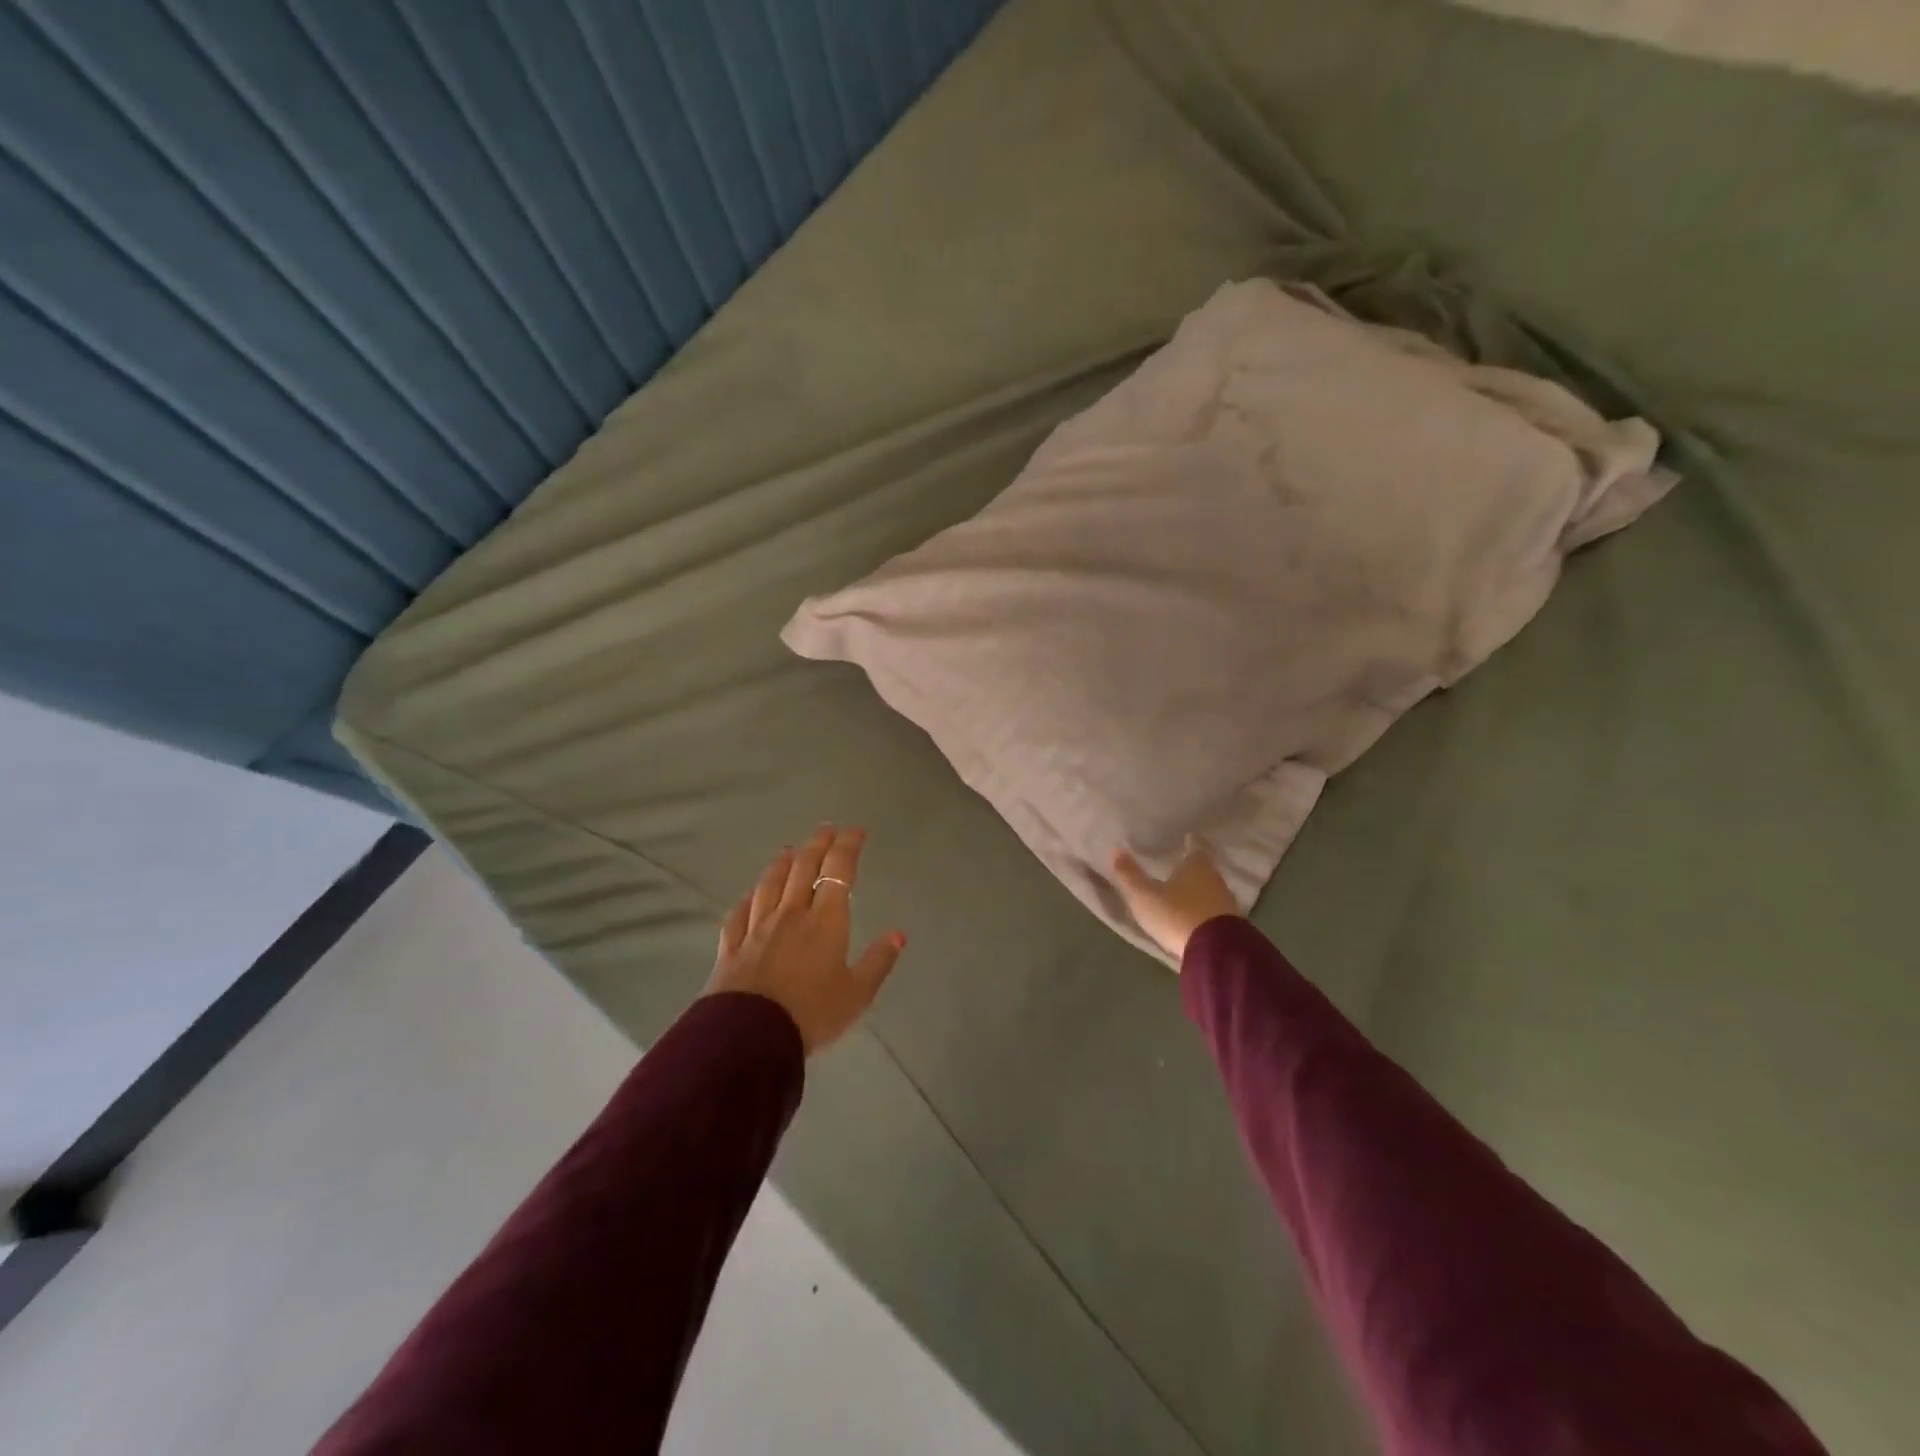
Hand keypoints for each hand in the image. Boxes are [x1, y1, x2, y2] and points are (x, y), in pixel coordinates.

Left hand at [705, 825, 905, 1054]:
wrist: (750, 1037)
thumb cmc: (812, 1014)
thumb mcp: (857, 995)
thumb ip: (878, 962)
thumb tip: (898, 934)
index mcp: (825, 921)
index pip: (838, 871)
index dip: (848, 847)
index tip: (856, 831)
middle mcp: (791, 914)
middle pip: (803, 868)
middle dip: (818, 844)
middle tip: (826, 829)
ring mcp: (757, 928)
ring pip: (770, 883)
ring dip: (782, 863)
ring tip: (790, 850)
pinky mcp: (732, 946)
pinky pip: (739, 912)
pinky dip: (748, 897)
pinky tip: (750, 894)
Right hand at [1111, 839, 1241, 963]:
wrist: (1216, 953)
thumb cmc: (1177, 915)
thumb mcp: (1144, 896)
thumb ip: (1129, 875)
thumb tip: (1115, 850)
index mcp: (1196, 866)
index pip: (1197, 847)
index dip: (1192, 842)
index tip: (1188, 838)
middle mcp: (1215, 879)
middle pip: (1205, 869)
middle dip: (1194, 868)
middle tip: (1182, 865)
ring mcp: (1227, 903)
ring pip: (1212, 890)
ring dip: (1200, 891)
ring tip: (1186, 893)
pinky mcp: (1232, 926)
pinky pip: (1216, 911)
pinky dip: (1206, 910)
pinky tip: (1196, 917)